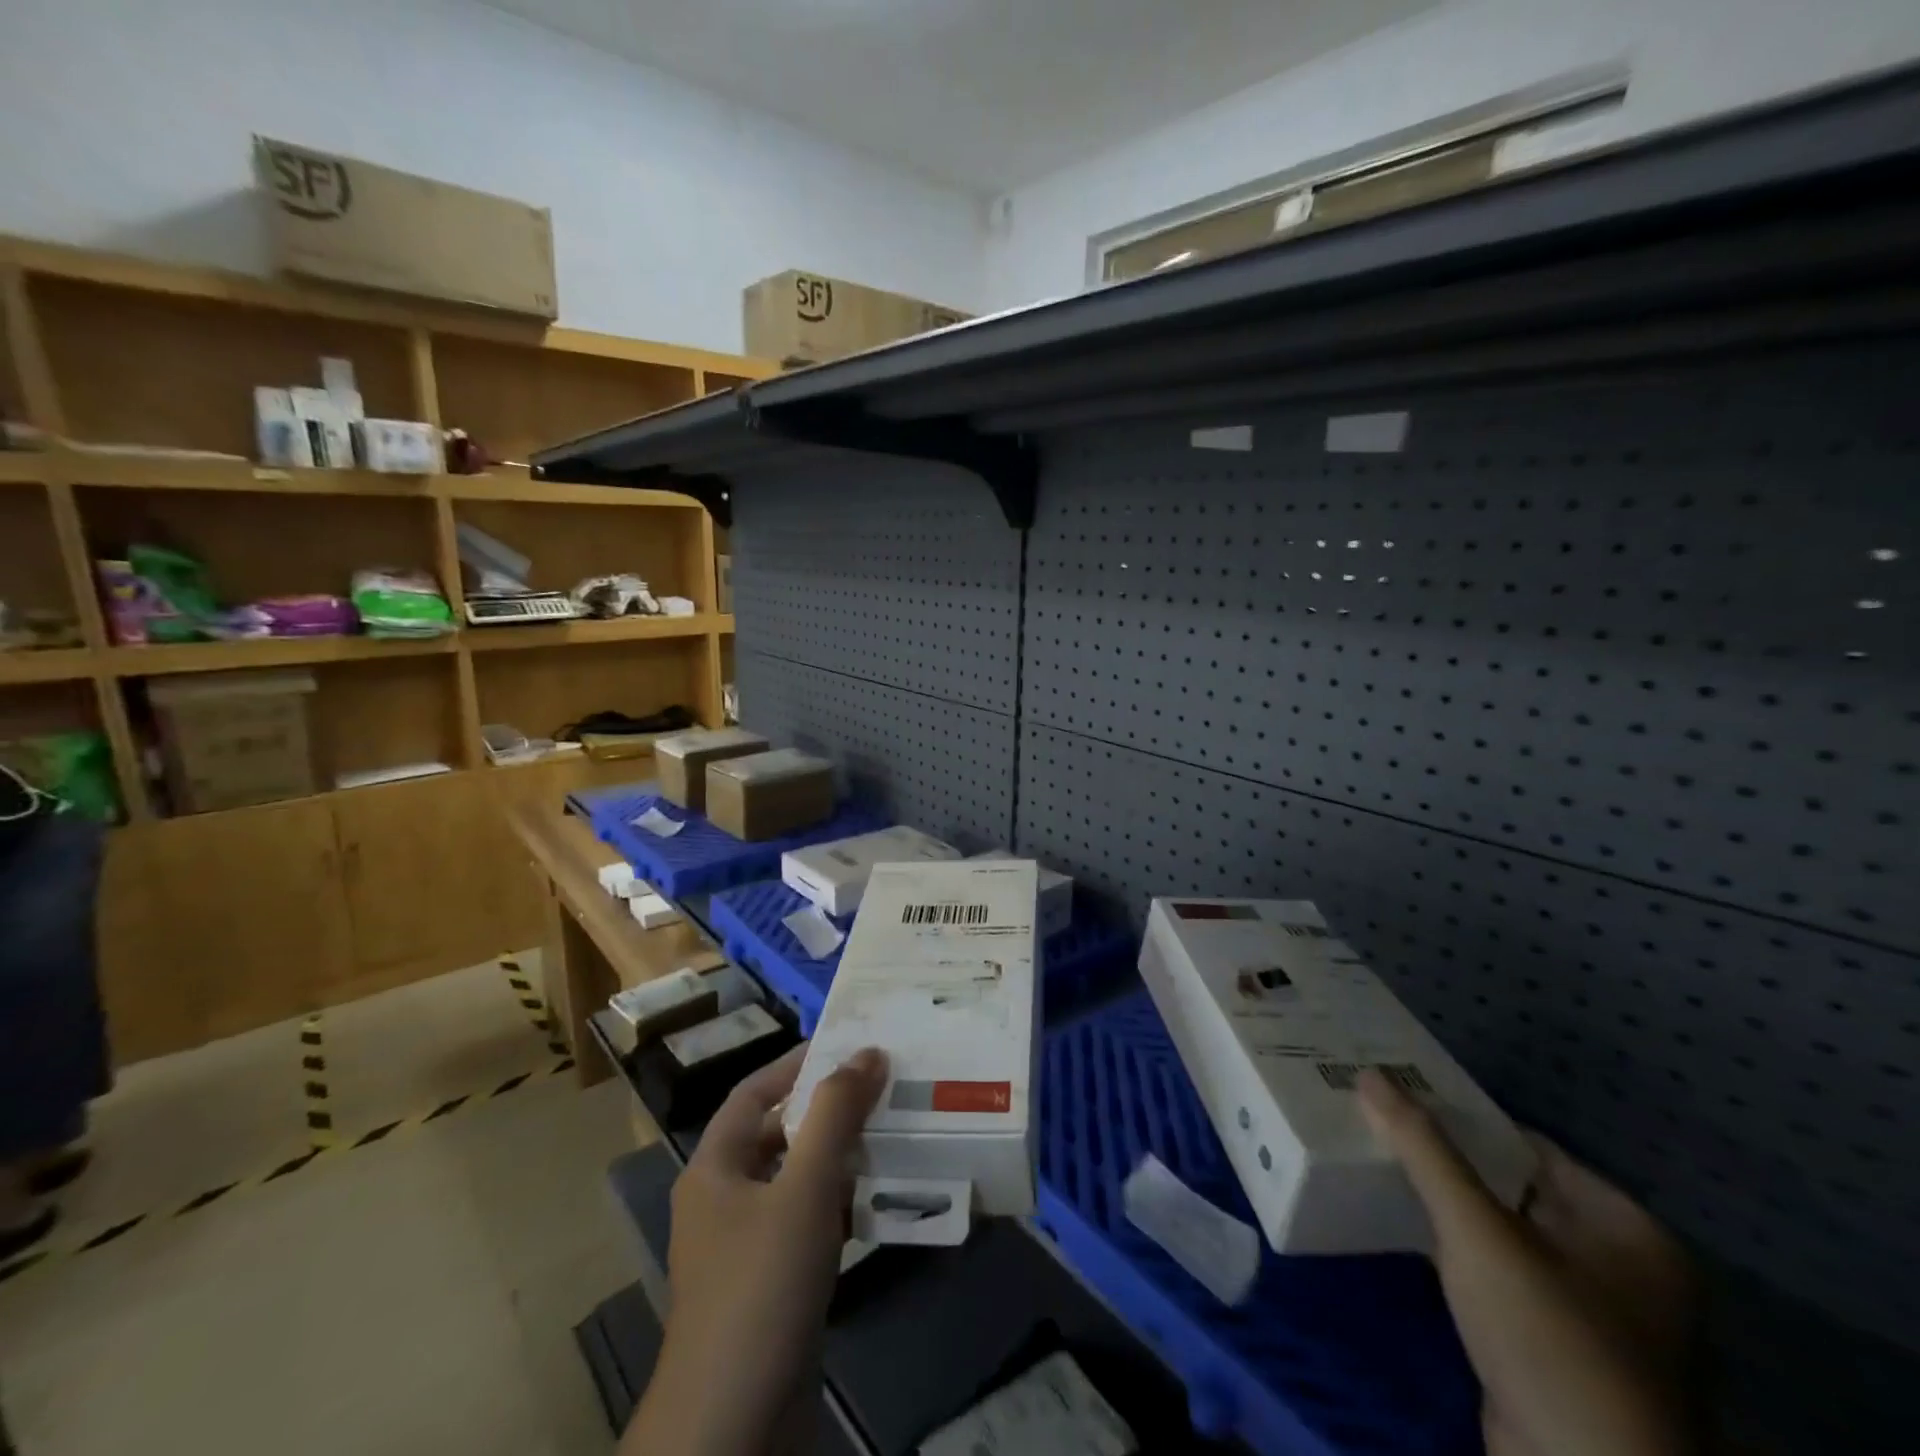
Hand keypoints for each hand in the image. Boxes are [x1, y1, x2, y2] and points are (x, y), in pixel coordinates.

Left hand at [622, 1043, 887, 1455]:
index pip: (754, 1093)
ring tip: (893, 1131)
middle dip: (828, 1110)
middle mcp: (724, 1200)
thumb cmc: (760, 1286)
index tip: (847, 1045)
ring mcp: (748, 1248)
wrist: (734, 1429)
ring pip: (799, 1181)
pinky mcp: (773, 1286)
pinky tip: (883, 1198)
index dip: (797, 1064)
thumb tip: (868, 1051)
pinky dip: (843, 1205)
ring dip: (841, 1158)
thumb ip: (835, 1115)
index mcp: (714, 1168)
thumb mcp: (804, 1188)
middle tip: (882, 1085)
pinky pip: (810, 1225)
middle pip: (779, 1135)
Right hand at [1358, 1070, 1699, 1455]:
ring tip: (1376, 1160)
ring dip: (1443, 1201)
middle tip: (1376, 1120)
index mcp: (1627, 1229)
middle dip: (1444, 1157)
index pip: (1525, 1144)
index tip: (1398, 1094)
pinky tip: (1398, 1222)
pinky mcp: (1547, 1344)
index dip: (1460, 1115)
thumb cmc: (1549, 1341)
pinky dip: (1450, 1245)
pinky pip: (1492, 1270)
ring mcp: (1585, 1311)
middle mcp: (1618, 1264)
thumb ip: (1424, 1150)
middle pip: (1511, 1184)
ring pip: (1498, 1229)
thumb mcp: (1479, 1232)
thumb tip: (1371, 1074)